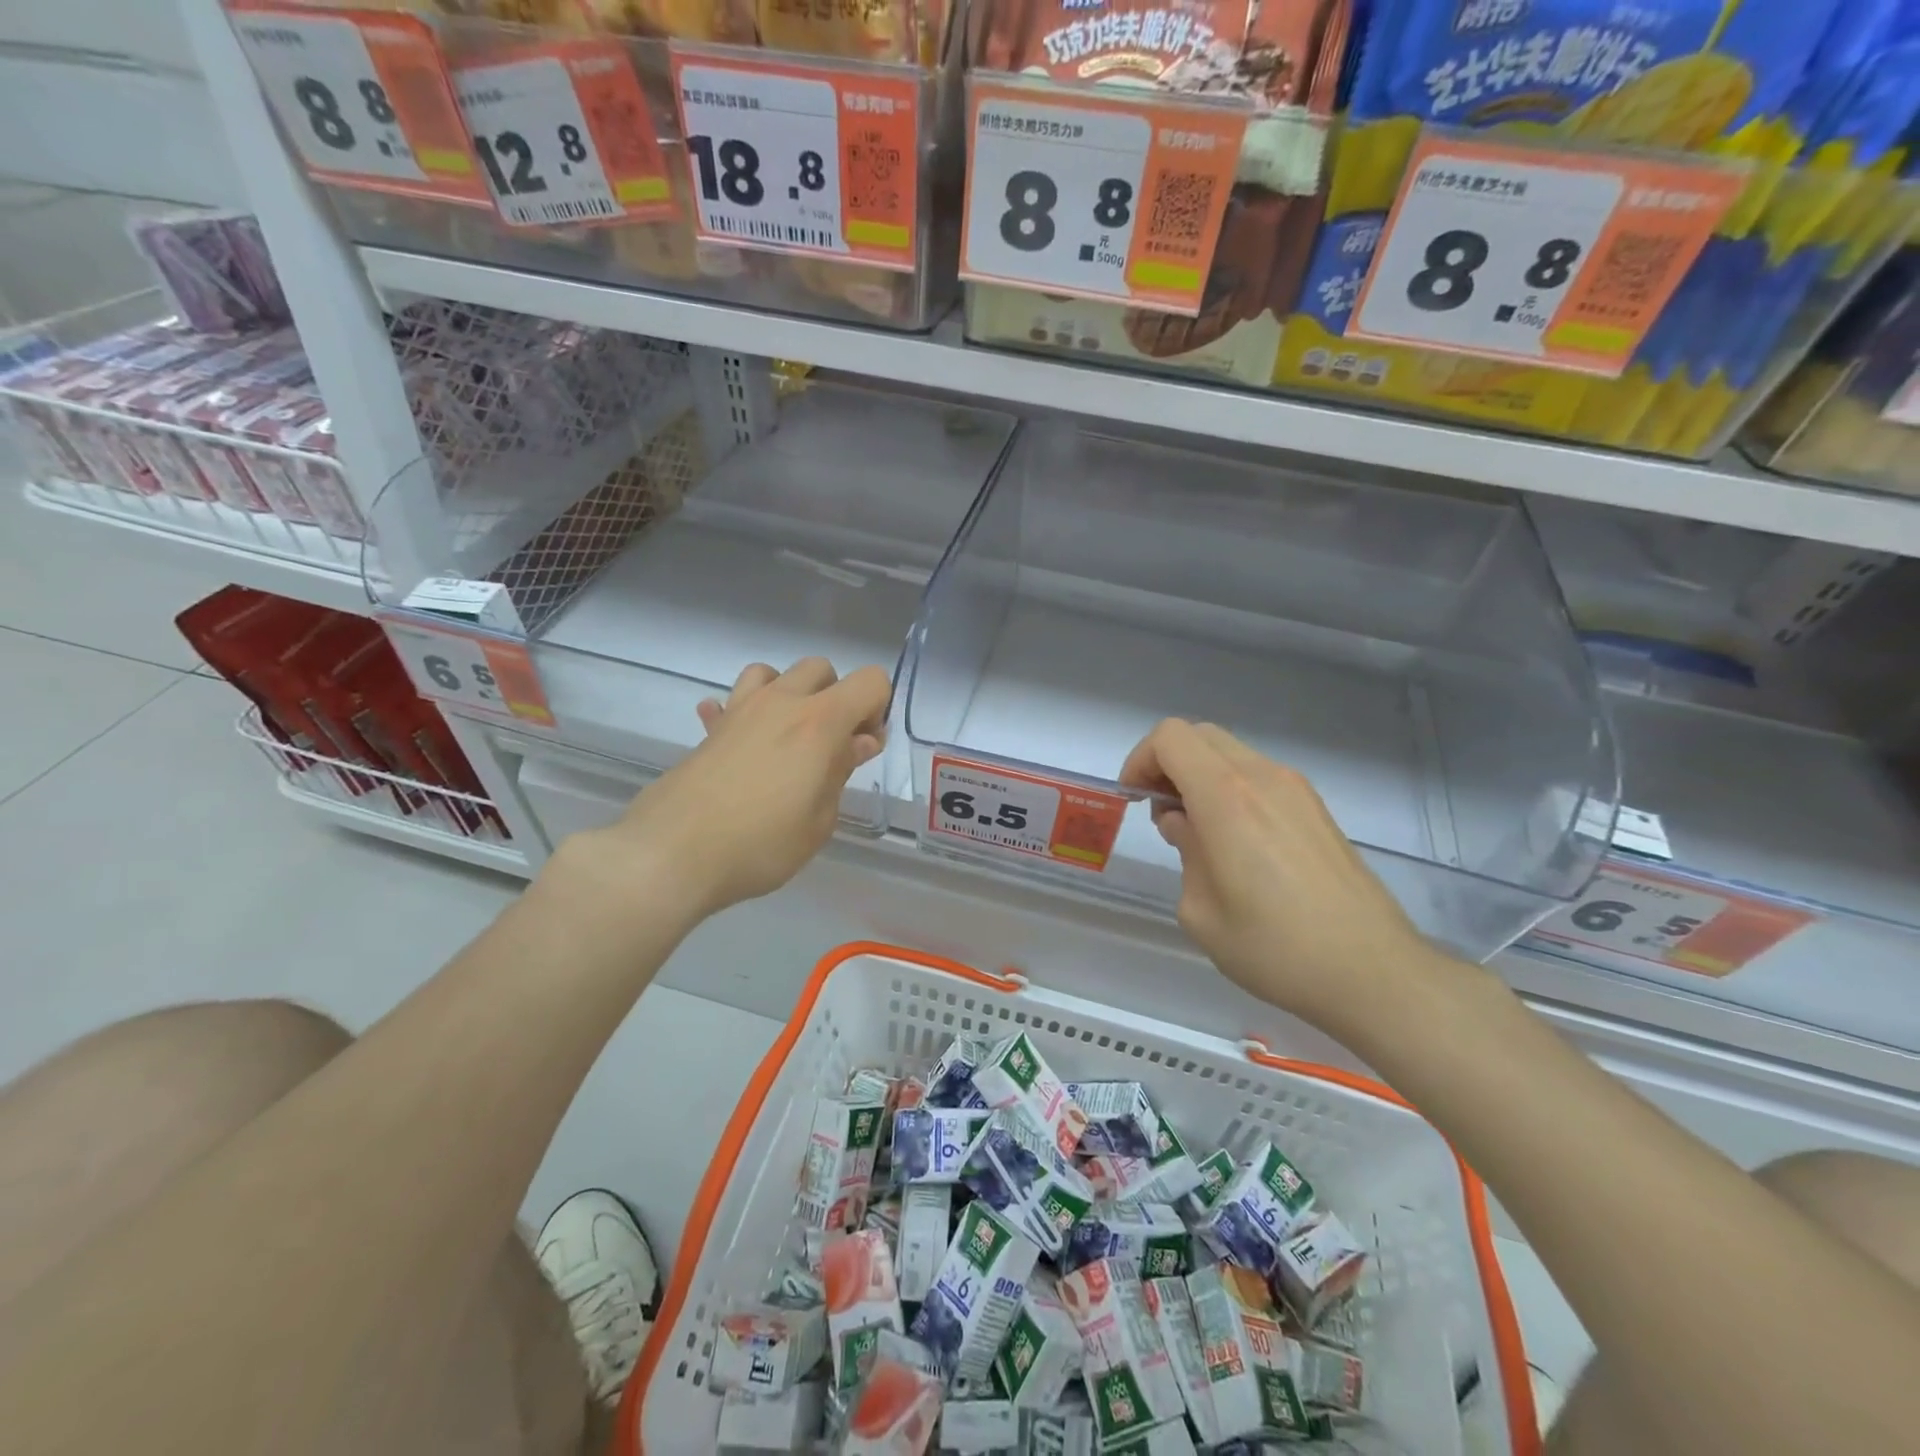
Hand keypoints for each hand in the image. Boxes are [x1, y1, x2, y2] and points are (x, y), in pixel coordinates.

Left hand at [582, 658, 889, 922]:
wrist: (673, 854)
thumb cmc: (761, 844)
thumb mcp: (819, 821)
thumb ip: (840, 771)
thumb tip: (857, 742)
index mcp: (819, 722)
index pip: (870, 681)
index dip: (878, 710)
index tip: (864, 748)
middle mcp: (781, 702)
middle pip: (820, 669)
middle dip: (837, 697)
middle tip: (831, 744)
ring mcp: (739, 710)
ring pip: (772, 673)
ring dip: (789, 694)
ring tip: (787, 737)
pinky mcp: (710, 730)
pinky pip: (731, 703)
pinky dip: (743, 713)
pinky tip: (742, 743)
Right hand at [1118, 719, 1446, 1034]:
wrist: (1372, 971)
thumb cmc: (1275, 948)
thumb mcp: (1201, 911)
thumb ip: (1185, 852)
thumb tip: (1185, 825)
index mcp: (1226, 797)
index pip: (1170, 738)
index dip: (1140, 760)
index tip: (1134, 801)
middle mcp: (1262, 778)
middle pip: (1199, 735)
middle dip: (1167, 764)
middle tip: (1161, 812)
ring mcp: (1296, 789)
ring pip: (1231, 753)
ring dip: (1200, 776)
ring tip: (1198, 832)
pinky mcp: (1316, 808)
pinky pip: (1259, 776)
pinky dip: (1231, 790)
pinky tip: (1236, 843)